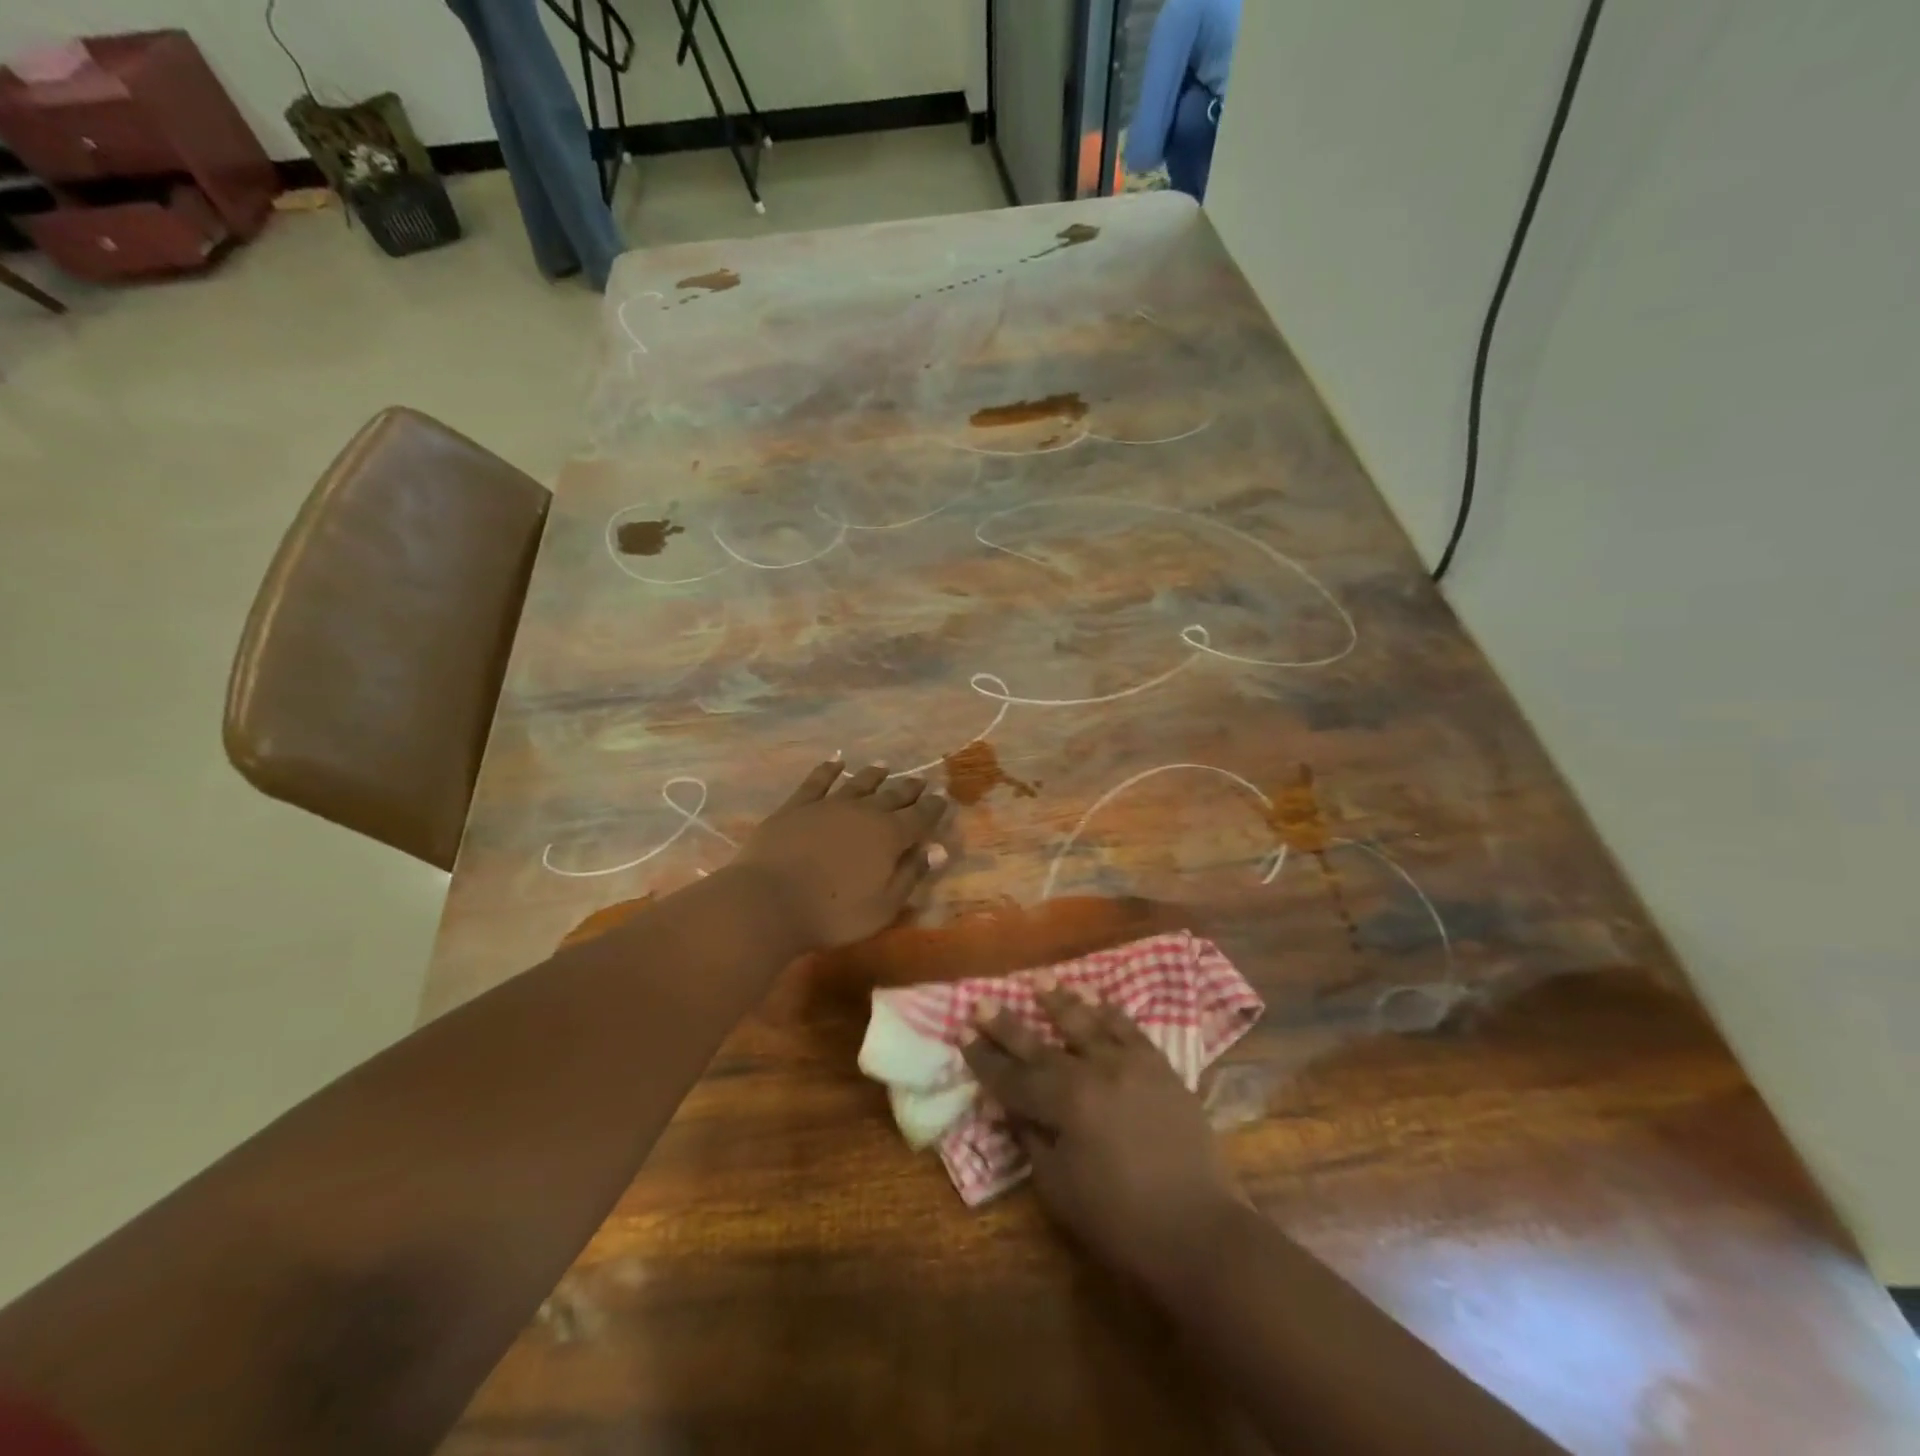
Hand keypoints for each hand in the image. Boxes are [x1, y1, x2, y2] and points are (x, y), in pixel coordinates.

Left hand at [731, 758, 948, 951]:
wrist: (770, 901)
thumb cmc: (833, 913)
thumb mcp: (883, 906)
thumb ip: (911, 875)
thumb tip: (938, 849)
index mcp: (890, 836)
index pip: (920, 817)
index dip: (934, 808)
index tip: (943, 797)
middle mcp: (864, 812)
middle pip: (893, 796)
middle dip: (909, 789)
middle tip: (920, 782)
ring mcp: (828, 805)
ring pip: (858, 784)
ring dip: (873, 775)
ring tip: (884, 766)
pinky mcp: (797, 806)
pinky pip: (817, 781)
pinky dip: (828, 770)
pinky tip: (835, 762)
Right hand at [962, 983, 1244, 1295]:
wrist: (1199, 1231)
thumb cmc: (1120, 1221)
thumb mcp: (1060, 1189)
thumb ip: (1032, 1140)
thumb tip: (1010, 1108)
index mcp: (1064, 1103)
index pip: (1011, 1076)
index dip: (984, 1058)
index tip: (962, 1032)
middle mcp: (1093, 1071)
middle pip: (1040, 1043)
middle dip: (1007, 1024)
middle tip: (982, 1001)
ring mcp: (1129, 1064)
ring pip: (1087, 1022)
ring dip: (1060, 1000)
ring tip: (1041, 979)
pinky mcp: (1160, 1067)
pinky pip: (1130, 1029)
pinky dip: (1110, 1011)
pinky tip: (1098, 999)